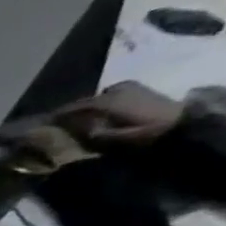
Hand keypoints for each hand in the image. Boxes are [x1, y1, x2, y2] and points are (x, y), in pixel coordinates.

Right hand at [51, 81, 182, 149]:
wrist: (184, 122)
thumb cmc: (146, 133)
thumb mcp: (114, 138)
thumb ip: (90, 133)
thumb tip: (67, 130)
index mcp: (107, 102)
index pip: (73, 108)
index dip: (56, 117)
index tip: (40, 125)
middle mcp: (114, 90)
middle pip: (84, 101)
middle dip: (70, 112)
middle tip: (56, 124)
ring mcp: (127, 87)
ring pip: (96, 98)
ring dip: (85, 108)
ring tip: (76, 120)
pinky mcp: (137, 88)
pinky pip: (109, 95)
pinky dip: (99, 104)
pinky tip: (97, 113)